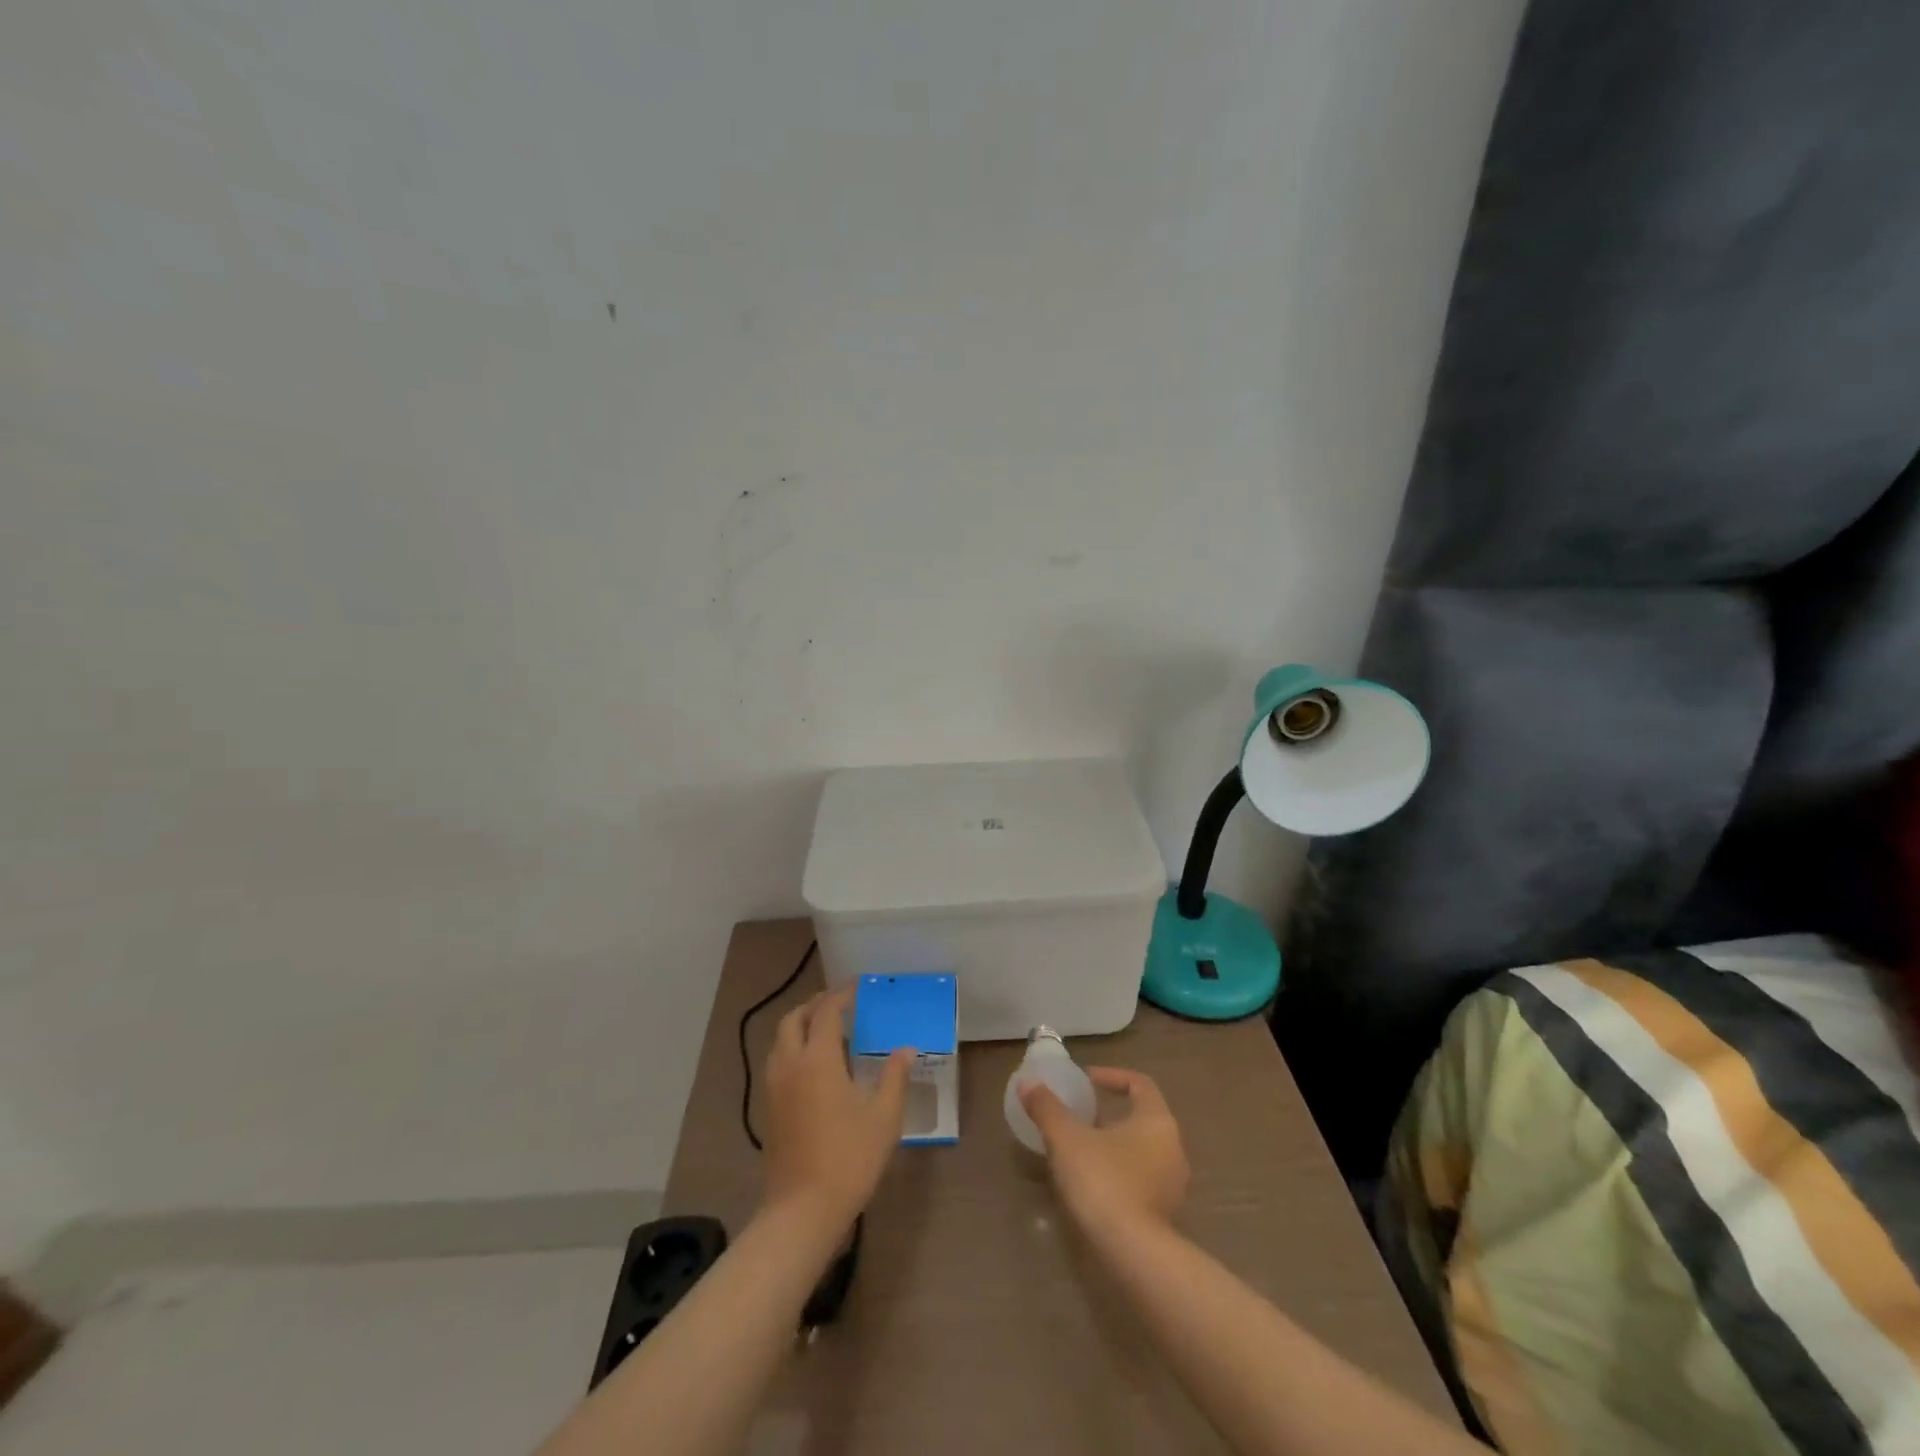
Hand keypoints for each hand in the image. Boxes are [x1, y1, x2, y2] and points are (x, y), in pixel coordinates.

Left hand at [761, 987, 912, 1228]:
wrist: (802, 1210)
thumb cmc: (849, 1158)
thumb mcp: (884, 1117)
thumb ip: (894, 1077)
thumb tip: (905, 1049)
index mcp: (818, 1059)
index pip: (826, 1013)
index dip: (841, 995)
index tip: (857, 987)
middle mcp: (790, 1064)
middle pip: (794, 1019)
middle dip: (815, 1005)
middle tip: (839, 1004)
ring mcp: (774, 1087)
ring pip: (781, 1040)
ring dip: (801, 1025)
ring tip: (827, 1031)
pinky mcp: (769, 1108)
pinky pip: (778, 1061)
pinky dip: (794, 1048)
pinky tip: (815, 1066)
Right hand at [1020, 1067, 1188, 1237]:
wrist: (1132, 1254)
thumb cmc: (1103, 1182)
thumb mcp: (1067, 1139)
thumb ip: (1047, 1108)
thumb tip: (1028, 1082)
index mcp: (1157, 1121)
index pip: (1140, 1084)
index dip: (1112, 1076)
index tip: (1086, 1081)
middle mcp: (1172, 1148)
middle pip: (1142, 1117)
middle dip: (1110, 1113)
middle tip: (1080, 1115)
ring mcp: (1173, 1184)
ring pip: (1142, 1150)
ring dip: (1114, 1144)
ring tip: (1082, 1149)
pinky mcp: (1165, 1213)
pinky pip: (1142, 1179)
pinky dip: (1120, 1172)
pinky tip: (1093, 1183)